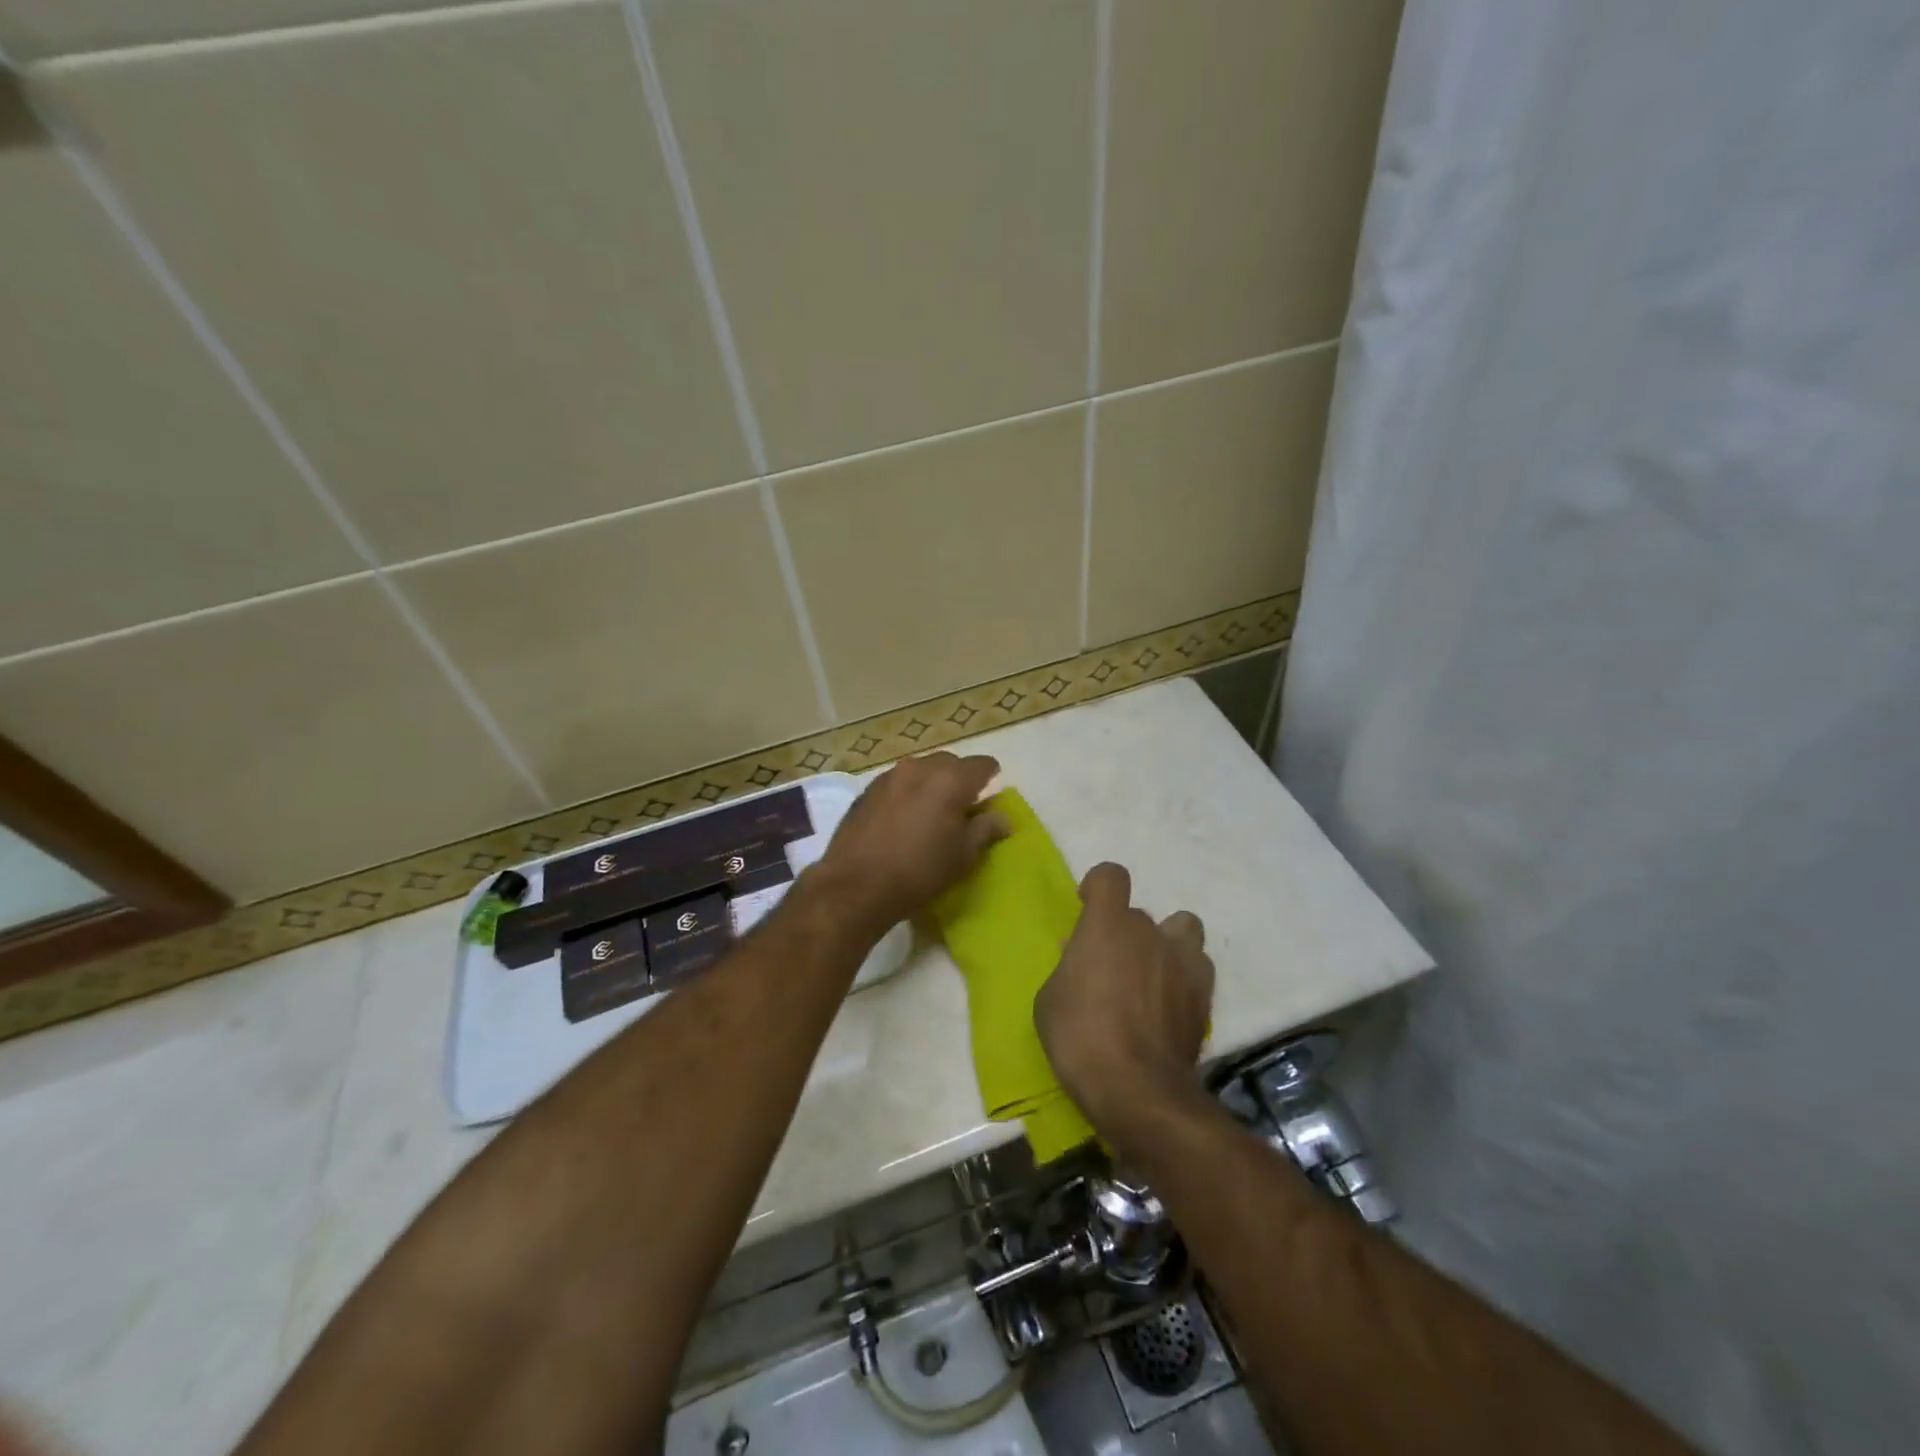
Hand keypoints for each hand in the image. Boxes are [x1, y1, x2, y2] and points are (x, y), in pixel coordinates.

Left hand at [815, 752, 1008, 934]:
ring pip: (920, 770)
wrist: (856, 885)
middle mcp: (920, 768)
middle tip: (961, 808)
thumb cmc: (920, 872)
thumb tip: (1002, 818)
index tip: (989, 798)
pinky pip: (897, 783)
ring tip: (930, 813)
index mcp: (951, 780)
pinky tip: (903, 819)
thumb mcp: (963, 856)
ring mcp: (889, 776)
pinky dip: (907, 793)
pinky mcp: (867, 790)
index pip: (982, 765)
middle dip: (959, 779)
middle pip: (949, 763)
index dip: (990, 778)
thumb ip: (985, 830)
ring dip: (931, 784)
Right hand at [1035, 862, 1214, 1128]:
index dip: (1098, 887)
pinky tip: (1170, 1005)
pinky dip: (1184, 978)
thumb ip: (1069, 967)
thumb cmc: (1080, 1037)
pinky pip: (1197, 969)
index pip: (1111, 875)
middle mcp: (1150, 932)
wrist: (1138, 1090)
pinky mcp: (1206, 996)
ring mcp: (1184, 962)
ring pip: (1183, 930)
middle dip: (1125, 933)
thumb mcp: (1050, 999)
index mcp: (1107, 924)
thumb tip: (1082, 956)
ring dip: (1167, 945)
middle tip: (1110, 967)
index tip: (1087, 909)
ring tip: (1152, 976)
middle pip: (1140, 915)